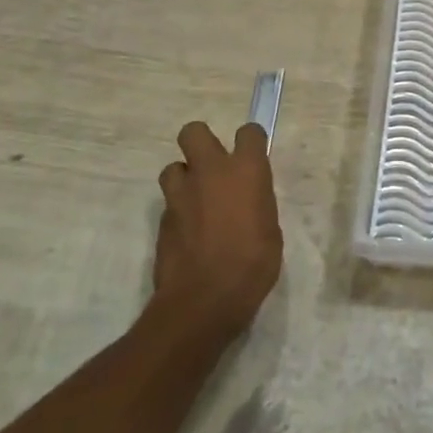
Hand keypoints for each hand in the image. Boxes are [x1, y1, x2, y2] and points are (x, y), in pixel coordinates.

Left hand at [152, 121, 282, 342]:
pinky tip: (190, 233)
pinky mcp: (161, 221)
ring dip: (184, 178)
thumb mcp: (270, 229)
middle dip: (201, 143)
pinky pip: (169, 204)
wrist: (204, 301)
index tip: (252, 156)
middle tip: (213, 167)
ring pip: (173, 168)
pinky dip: (179, 211)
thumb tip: (247, 201)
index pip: (248, 132)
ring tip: (197, 200)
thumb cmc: (253, 263)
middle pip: (194, 132)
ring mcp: (180, 195)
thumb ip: (256, 203)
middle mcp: (210, 172)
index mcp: (246, 170)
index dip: (250, 141)